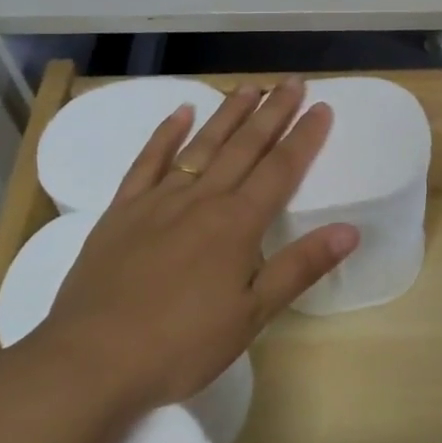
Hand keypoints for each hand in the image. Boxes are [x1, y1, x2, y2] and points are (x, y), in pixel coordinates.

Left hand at [31, 80, 357, 410]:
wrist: (91, 360)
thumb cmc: (180, 345)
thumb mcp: (251, 315)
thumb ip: (300, 267)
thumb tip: (350, 230)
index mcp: (237, 224)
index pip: (280, 169)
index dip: (304, 137)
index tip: (322, 107)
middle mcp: (202, 200)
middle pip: (244, 147)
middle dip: (272, 113)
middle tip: (292, 82)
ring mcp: (158, 201)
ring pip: (201, 145)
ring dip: (228, 114)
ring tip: (249, 87)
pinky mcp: (122, 211)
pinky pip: (147, 162)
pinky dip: (165, 135)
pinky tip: (180, 113)